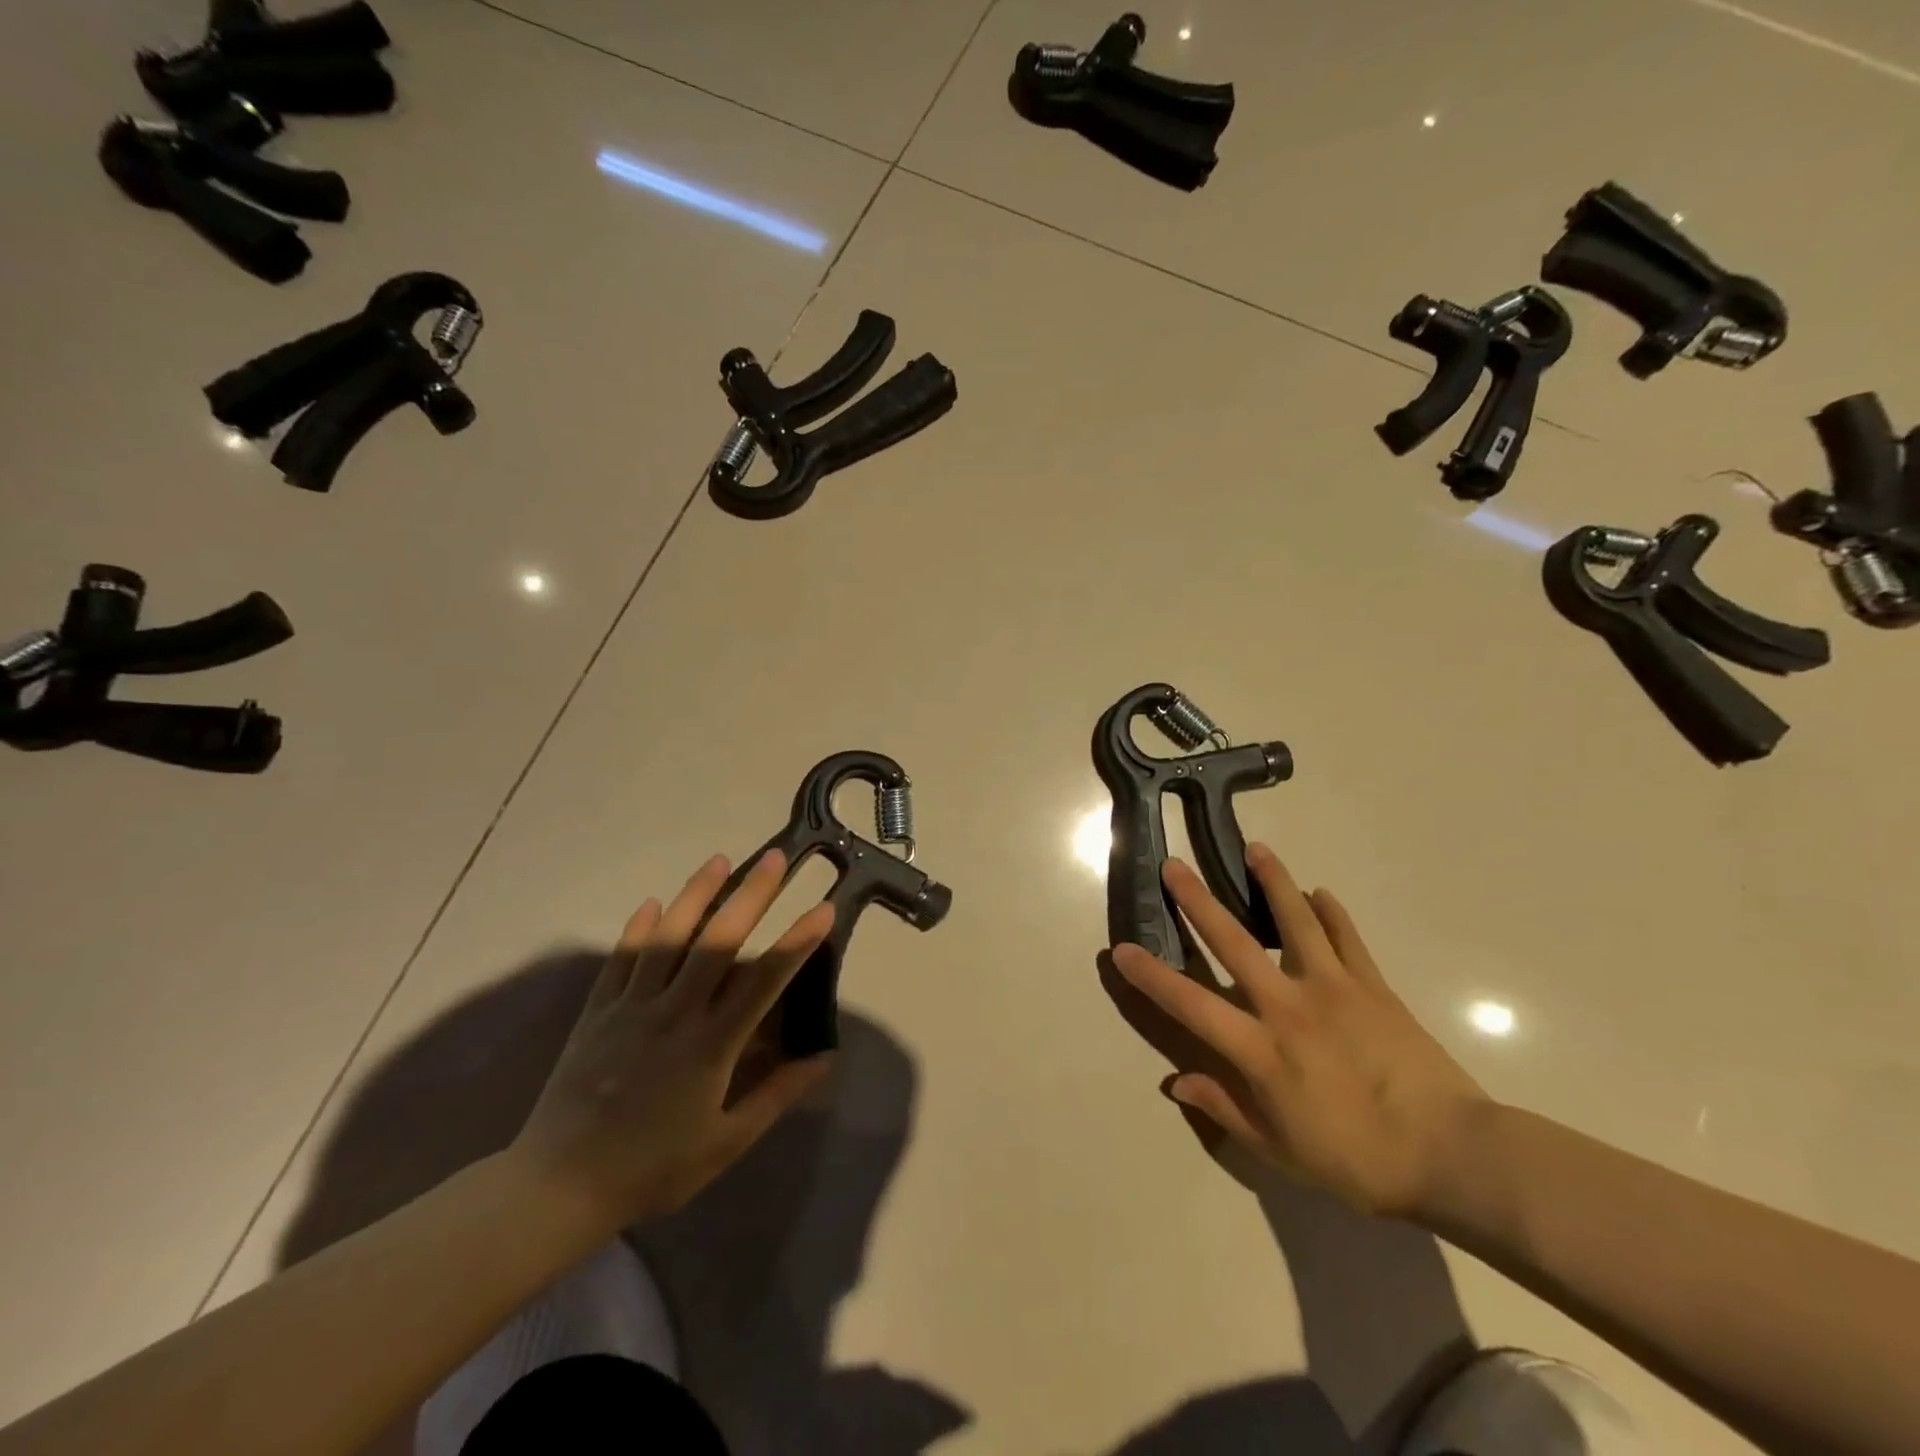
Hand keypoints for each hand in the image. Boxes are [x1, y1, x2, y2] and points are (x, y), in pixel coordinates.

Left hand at [511, 851, 835, 1231]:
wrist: (557, 1187)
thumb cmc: (651, 1168)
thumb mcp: (725, 1143)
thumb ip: (775, 1096)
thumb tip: (823, 1058)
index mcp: (710, 1044)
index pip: (764, 980)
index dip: (797, 941)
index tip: (822, 909)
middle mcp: (674, 1012)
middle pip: (718, 941)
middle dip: (751, 895)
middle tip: (775, 859)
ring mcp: (631, 1006)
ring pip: (668, 937)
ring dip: (696, 894)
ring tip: (719, 860)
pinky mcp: (597, 1011)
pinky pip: (621, 959)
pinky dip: (639, 928)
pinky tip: (654, 903)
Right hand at [1112, 844, 1489, 1220]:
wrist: (1454, 1156)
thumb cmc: (1361, 1162)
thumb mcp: (1282, 1153)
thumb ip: (1227, 1109)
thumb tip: (1175, 1080)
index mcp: (1262, 1050)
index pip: (1191, 1004)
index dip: (1153, 976)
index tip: (1122, 949)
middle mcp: (1289, 1007)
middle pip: (1234, 944)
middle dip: (1198, 902)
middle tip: (1174, 866)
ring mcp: (1334, 990)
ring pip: (1295, 923)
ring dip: (1273, 883)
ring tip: (1256, 849)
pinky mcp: (1374, 987)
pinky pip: (1348, 940)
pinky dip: (1332, 913)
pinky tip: (1321, 893)